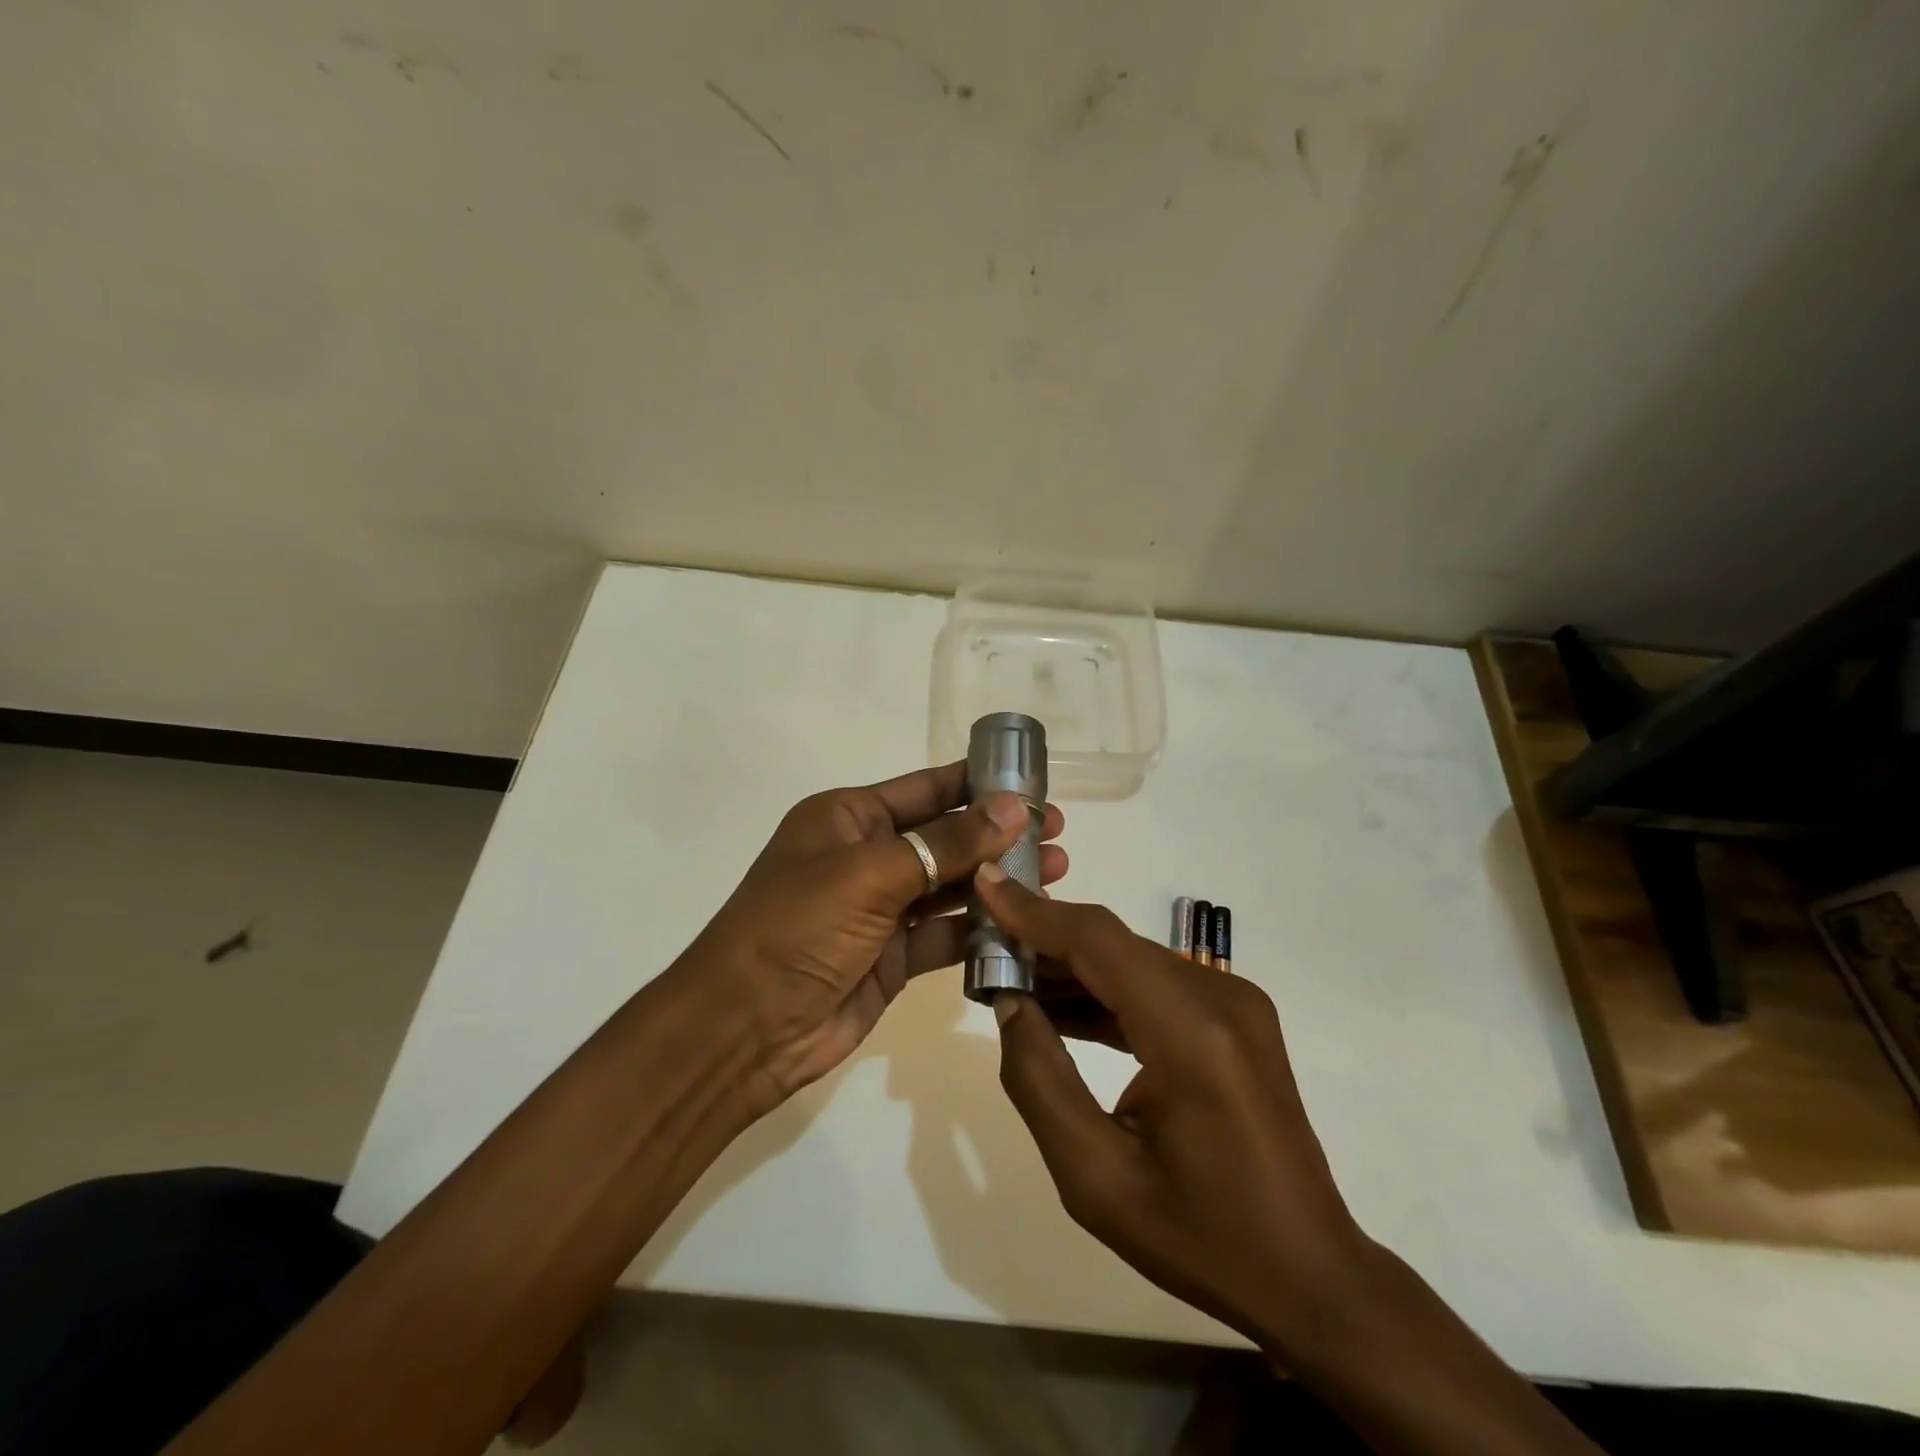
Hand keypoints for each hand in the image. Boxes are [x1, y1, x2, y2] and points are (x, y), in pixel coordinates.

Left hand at [686, 762, 1065, 1116]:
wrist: (744, 1029)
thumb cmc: (797, 928)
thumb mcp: (871, 874)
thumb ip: (947, 843)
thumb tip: (1015, 808)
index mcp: (849, 818)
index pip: (927, 789)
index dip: (979, 784)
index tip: (1033, 785)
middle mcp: (867, 855)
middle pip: (946, 836)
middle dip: (998, 835)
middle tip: (1056, 834)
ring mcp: (880, 908)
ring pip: (951, 886)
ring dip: (998, 881)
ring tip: (1055, 872)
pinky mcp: (893, 956)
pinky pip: (946, 935)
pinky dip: (982, 931)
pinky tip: (1025, 925)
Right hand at [977, 868, 1372, 1360]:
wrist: (1309, 1275)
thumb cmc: (1200, 1238)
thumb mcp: (1095, 1178)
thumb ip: (1039, 1081)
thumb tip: (1009, 1004)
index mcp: (1192, 1034)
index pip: (1099, 942)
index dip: (1036, 912)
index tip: (985, 885)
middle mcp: (1220, 998)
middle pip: (1113, 944)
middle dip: (1044, 940)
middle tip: (983, 949)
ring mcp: (1233, 1004)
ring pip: (1131, 961)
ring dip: (1071, 966)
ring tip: (1008, 978)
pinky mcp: (1233, 1018)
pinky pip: (1153, 985)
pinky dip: (1104, 990)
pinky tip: (1058, 1009)